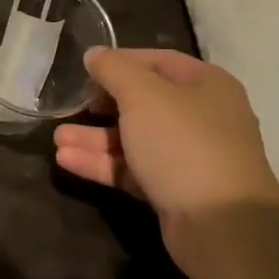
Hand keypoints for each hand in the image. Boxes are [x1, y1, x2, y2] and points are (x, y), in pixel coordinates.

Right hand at [55, 49, 278, 271]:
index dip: (121, 62)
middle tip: (70, 106)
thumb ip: (115, 70)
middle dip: (103, 105)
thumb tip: (95, 53)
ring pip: (135, 140)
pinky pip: (134, 170)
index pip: (158, 61)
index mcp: (206, 84)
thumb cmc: (183, 143)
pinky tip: (67, 161)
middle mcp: (202, 117)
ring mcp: (189, 157)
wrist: (221, 224)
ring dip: (96, 138)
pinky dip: (104, 164)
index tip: (85, 68)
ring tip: (57, 138)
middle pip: (144, 103)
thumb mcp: (144, 96)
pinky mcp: (174, 191)